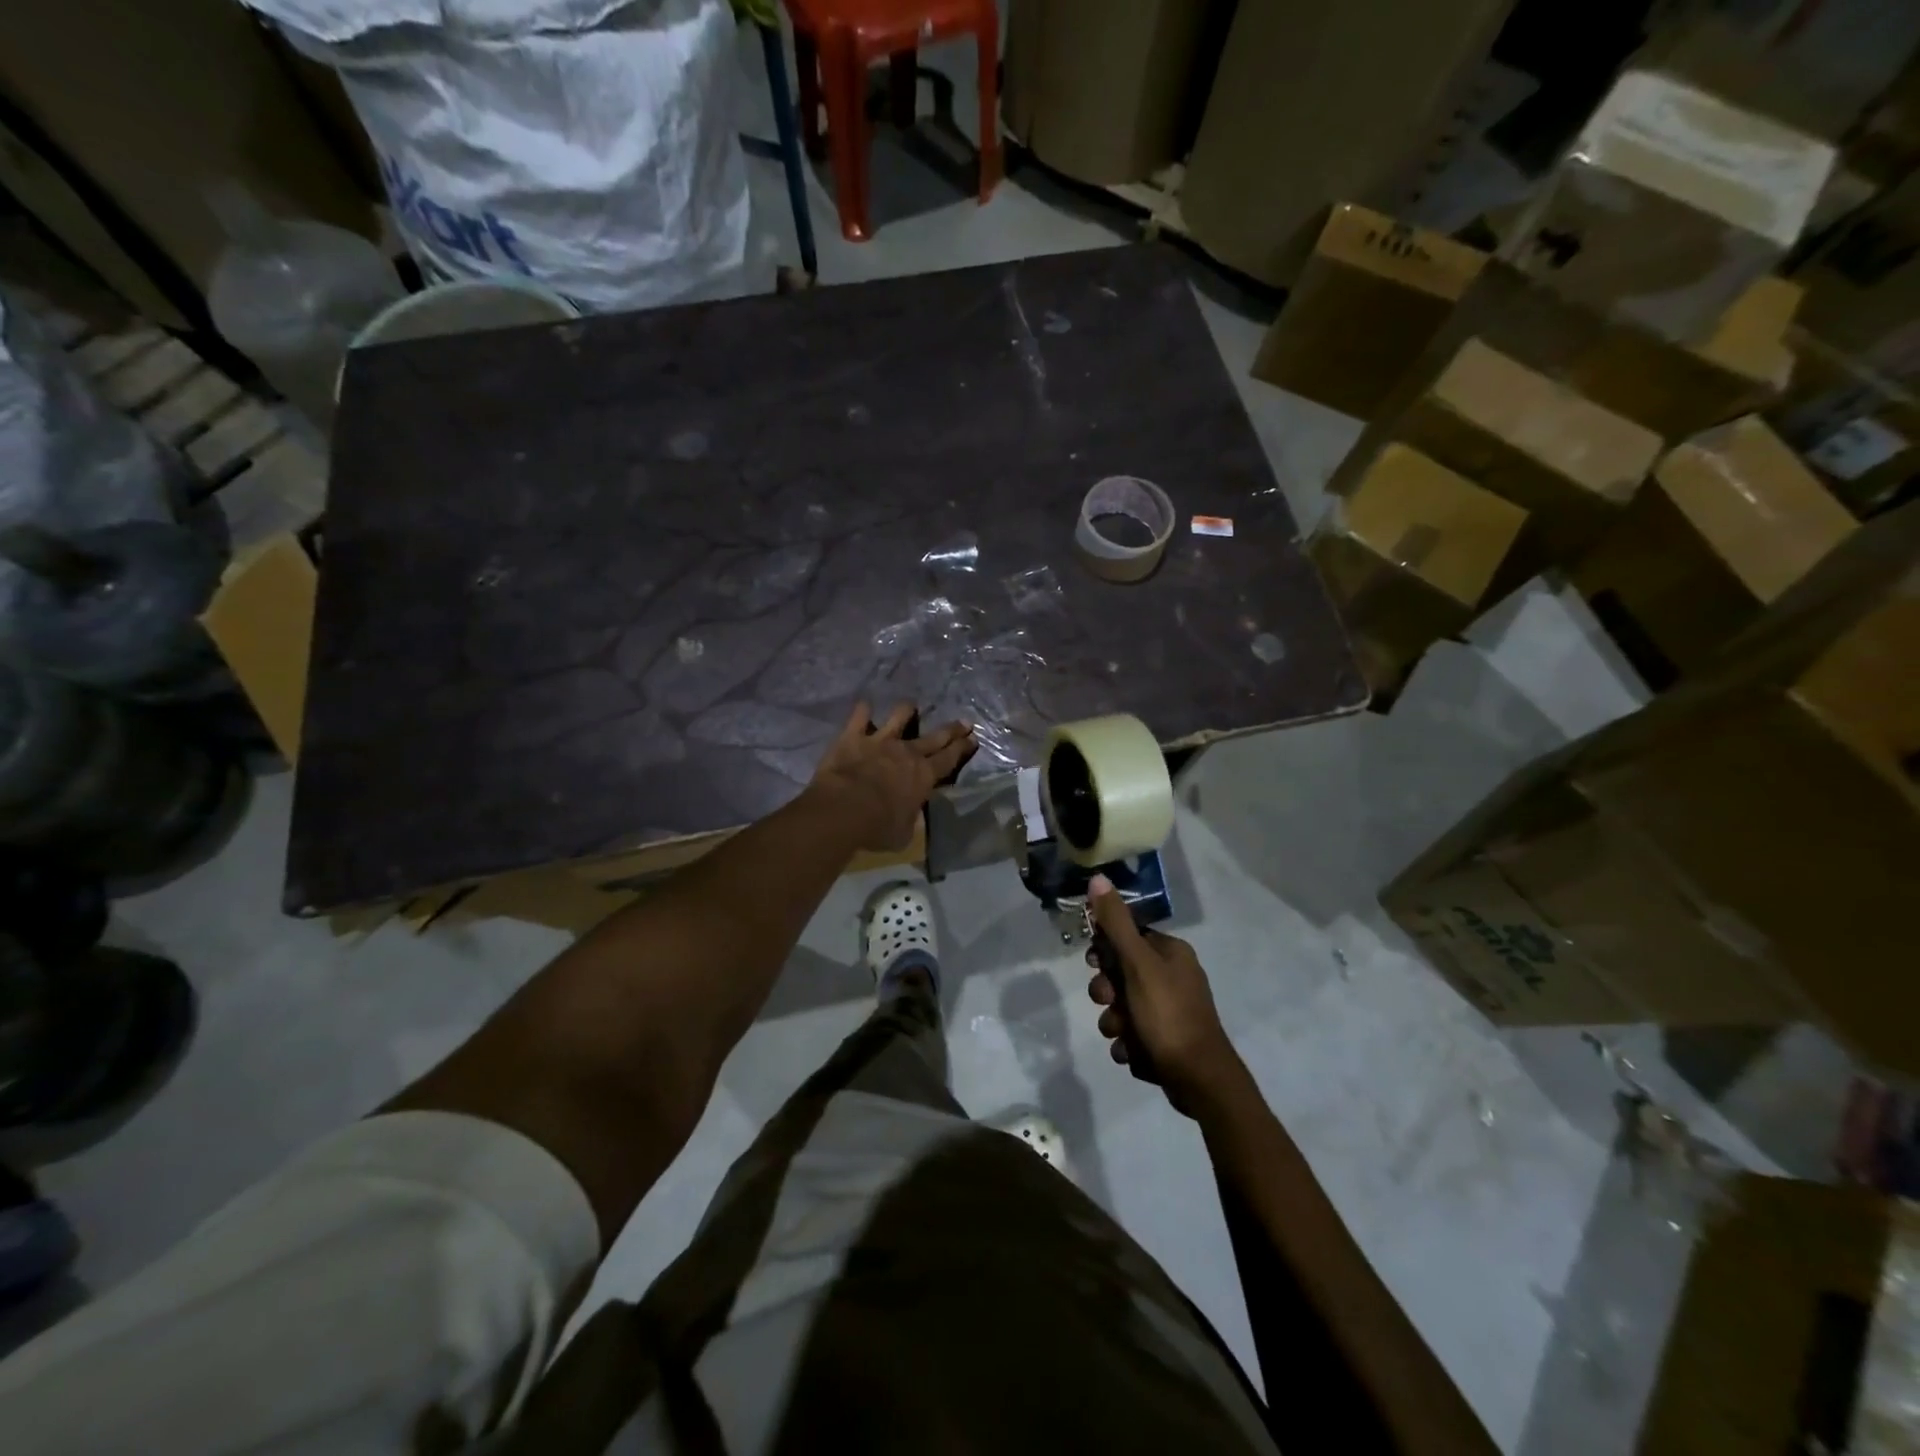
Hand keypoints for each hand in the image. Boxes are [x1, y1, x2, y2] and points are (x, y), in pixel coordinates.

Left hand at [805, 702, 974, 852]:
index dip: (962, 748)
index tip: (972, 738)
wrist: (843, 810)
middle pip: (935, 737)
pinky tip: (864, 705)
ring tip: (910, 706)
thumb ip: (909, 818)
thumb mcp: (904, 833)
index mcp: (924, 776)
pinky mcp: (853, 736)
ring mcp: (880, 741)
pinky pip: (859, 716)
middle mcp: (907, 752)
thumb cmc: (878, 827)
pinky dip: (863, 711)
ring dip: (906, 710)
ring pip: (899, 716)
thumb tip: (910, 815)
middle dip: (951, 729)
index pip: (949, 759)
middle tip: (964, 721)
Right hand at [1086, 875, 1242, 1114]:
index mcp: (1171, 953)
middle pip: (1121, 973)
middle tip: (1110, 1001)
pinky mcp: (1167, 1041)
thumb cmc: (1168, 1014)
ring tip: (1124, 1035)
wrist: (1199, 1080)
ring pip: (1123, 1007)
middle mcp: (1173, 977)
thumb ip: (1116, 924)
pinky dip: (1129, 1044)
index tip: (1095, 963)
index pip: (1127, 936)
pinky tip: (1134, 1053)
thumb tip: (1097, 877)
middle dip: (1108, 992)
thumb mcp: (1138, 964)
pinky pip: (1133, 1034)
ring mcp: (1171, 1011)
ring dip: (1115, 1021)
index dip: (1106, 950)